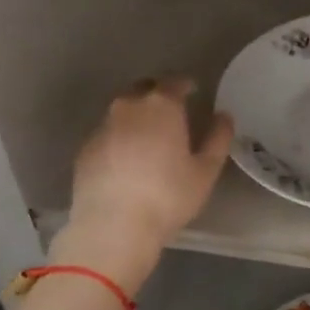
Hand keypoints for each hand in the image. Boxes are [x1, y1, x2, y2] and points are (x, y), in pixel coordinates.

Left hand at [58, 77, 233, 292]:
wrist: (112, 227)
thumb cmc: (167, 196)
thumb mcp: (205, 171)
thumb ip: (218, 138)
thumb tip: (224, 117)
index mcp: (161, 106)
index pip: (174, 82)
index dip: (185, 85)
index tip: (192, 91)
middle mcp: (128, 107)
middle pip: (143, 89)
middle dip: (157, 94)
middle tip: (170, 111)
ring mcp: (102, 127)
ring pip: (122, 111)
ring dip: (136, 116)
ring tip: (147, 137)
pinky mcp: (85, 149)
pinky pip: (107, 133)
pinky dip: (118, 138)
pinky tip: (125, 160)